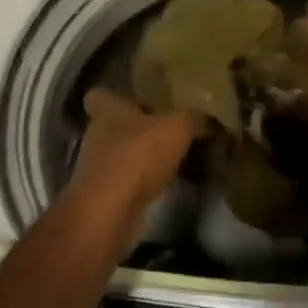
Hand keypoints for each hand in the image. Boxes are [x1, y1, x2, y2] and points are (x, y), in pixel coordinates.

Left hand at [67, 89, 202, 226]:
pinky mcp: (106, 196)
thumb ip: (194, 118)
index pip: (99, 94)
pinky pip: (128, 181)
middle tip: (169, 127)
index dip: (116, 95)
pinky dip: (145, 182)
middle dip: (138, 127)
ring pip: (122, 154)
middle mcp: (98, 135)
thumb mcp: (177, 128)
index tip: (137, 97)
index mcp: (108, 110)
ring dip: (143, 157)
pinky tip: (170, 182)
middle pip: (115, 125)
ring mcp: (99, 168)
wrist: (110, 213)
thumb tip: (209, 118)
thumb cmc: (137, 156)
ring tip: (175, 156)